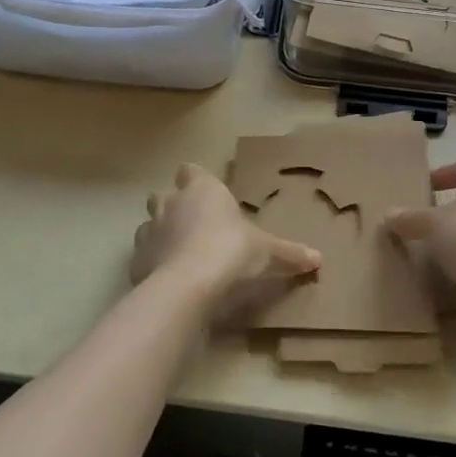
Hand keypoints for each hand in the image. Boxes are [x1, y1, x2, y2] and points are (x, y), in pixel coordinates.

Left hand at [133, 163, 321, 324]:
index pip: (190, 170)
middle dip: (173, 205)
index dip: (195, 180)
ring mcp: (148, 232)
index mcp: (201, 189)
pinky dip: (153, 265)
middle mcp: (170, 203)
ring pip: (148, 224)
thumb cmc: (231, 251)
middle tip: (193, 225)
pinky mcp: (136, 262)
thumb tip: (319, 258)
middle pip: (163, 194)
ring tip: (180, 254)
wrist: (188, 285)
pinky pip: (143, 257)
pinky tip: (169, 280)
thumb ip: (289, 253)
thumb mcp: (267, 252)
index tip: (207, 194)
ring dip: (160, 234)